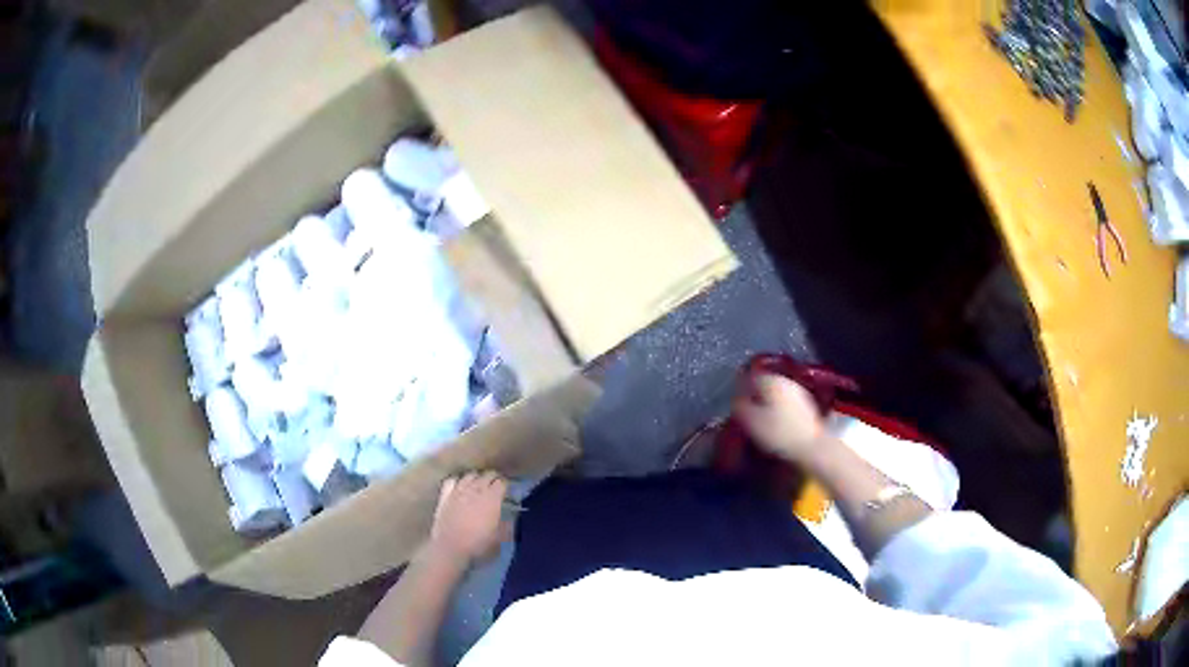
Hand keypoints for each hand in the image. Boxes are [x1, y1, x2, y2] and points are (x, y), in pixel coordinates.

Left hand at [429, 471, 508, 564]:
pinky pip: (452, 480)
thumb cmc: (478, 545)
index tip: (507, 491)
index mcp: (492, 499)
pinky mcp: (445, 496)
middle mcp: (476, 490)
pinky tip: (459, 486)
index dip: (506, 485)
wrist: (450, 548)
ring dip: (477, 478)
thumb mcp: (500, 539)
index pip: (502, 482)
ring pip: (470, 475)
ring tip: (478, 484)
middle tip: (496, 487)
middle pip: (487, 475)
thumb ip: (507, 526)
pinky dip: (458, 481)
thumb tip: (510, 518)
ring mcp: (458, 491)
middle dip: (493, 478)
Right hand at [733, 373, 831, 465]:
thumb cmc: (778, 433)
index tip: (734, 401)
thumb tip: (735, 398)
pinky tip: (776, 425)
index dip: (740, 388)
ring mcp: (800, 393)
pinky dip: (779, 412)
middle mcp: (787, 382)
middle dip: (755, 396)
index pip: (750, 377)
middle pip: (766, 385)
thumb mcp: (751, 421)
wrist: (812, 447)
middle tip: (746, 411)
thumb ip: (740, 406)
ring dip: (768, 404)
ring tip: (760, 420)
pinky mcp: (808, 408)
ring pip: (777, 395)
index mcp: (772, 380)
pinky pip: (787, 405)